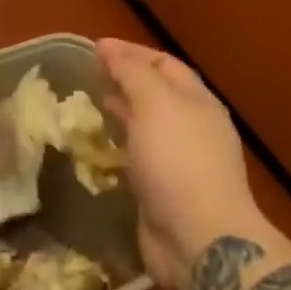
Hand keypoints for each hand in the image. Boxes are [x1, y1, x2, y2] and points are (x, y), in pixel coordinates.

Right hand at [98, 39, 262, 289]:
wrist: (200, 240)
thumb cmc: (178, 160)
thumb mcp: (154, 103)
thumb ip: (131, 72)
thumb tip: (110, 50)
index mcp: (197, 101)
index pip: (164, 63)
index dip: (130, 52)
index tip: (95, 49)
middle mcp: (192, 127)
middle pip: (157, 92)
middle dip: (125, 79)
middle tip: (90, 75)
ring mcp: (181, 161)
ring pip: (147, 125)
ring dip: (121, 111)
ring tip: (91, 105)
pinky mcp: (165, 191)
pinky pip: (139, 156)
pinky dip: (120, 144)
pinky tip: (101, 146)